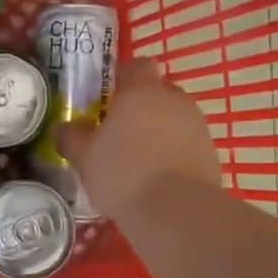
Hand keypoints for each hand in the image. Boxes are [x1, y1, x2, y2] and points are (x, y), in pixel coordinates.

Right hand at [57, 58, 220, 221]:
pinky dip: (173, 154)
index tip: (107, 97)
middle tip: (119, 131)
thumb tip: (67, 128)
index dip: (122, 77)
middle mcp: (174, 100)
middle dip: (140, 106)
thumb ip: (72, 136)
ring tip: (138, 160)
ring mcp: (197, 126)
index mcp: (142, 91)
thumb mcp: (84, 156)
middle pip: (157, 92)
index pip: (136, 65)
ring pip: (174, 118)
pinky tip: (158, 179)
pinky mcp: (211, 153)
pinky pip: (186, 144)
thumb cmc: (124, 173)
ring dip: (158, 131)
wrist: (176, 211)